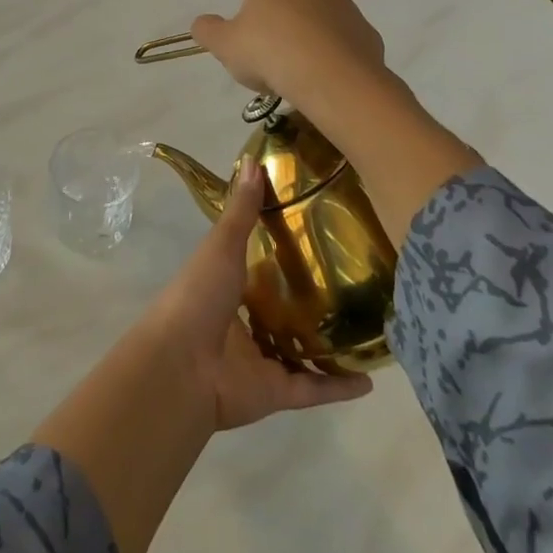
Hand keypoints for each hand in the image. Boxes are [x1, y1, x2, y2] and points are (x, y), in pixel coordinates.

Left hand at [144, 155, 372, 429]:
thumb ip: (241, 210)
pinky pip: (313, 389)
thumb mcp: (221, 245)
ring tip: (367, 329)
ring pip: (300, 351)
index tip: (317, 234)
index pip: (259, 267)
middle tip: (353, 282)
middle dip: (310, 300)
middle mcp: (242, 323)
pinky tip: (371, 379)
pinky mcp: (276, 393)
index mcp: (226, 286)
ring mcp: (259, 360)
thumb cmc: (198, 296)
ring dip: (328, 345)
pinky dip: (339, 387)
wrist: (182, 365)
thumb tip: (252, 159)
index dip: (282, 253)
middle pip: (282, 311)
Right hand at [190, 0, 388, 114]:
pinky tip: (321, 82)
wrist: (333, 78)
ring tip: (295, 77)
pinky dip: (331, 60)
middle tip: (269, 62)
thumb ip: (207, 30)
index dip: (251, 17)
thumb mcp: (224, 44)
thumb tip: (201, 24)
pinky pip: (341, 45)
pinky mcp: (367, 33)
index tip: (250, 44)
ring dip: (306, 44)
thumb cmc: (270, 51)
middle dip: (280, 28)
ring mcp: (345, 6)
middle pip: (289, 4)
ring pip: (317, 25)